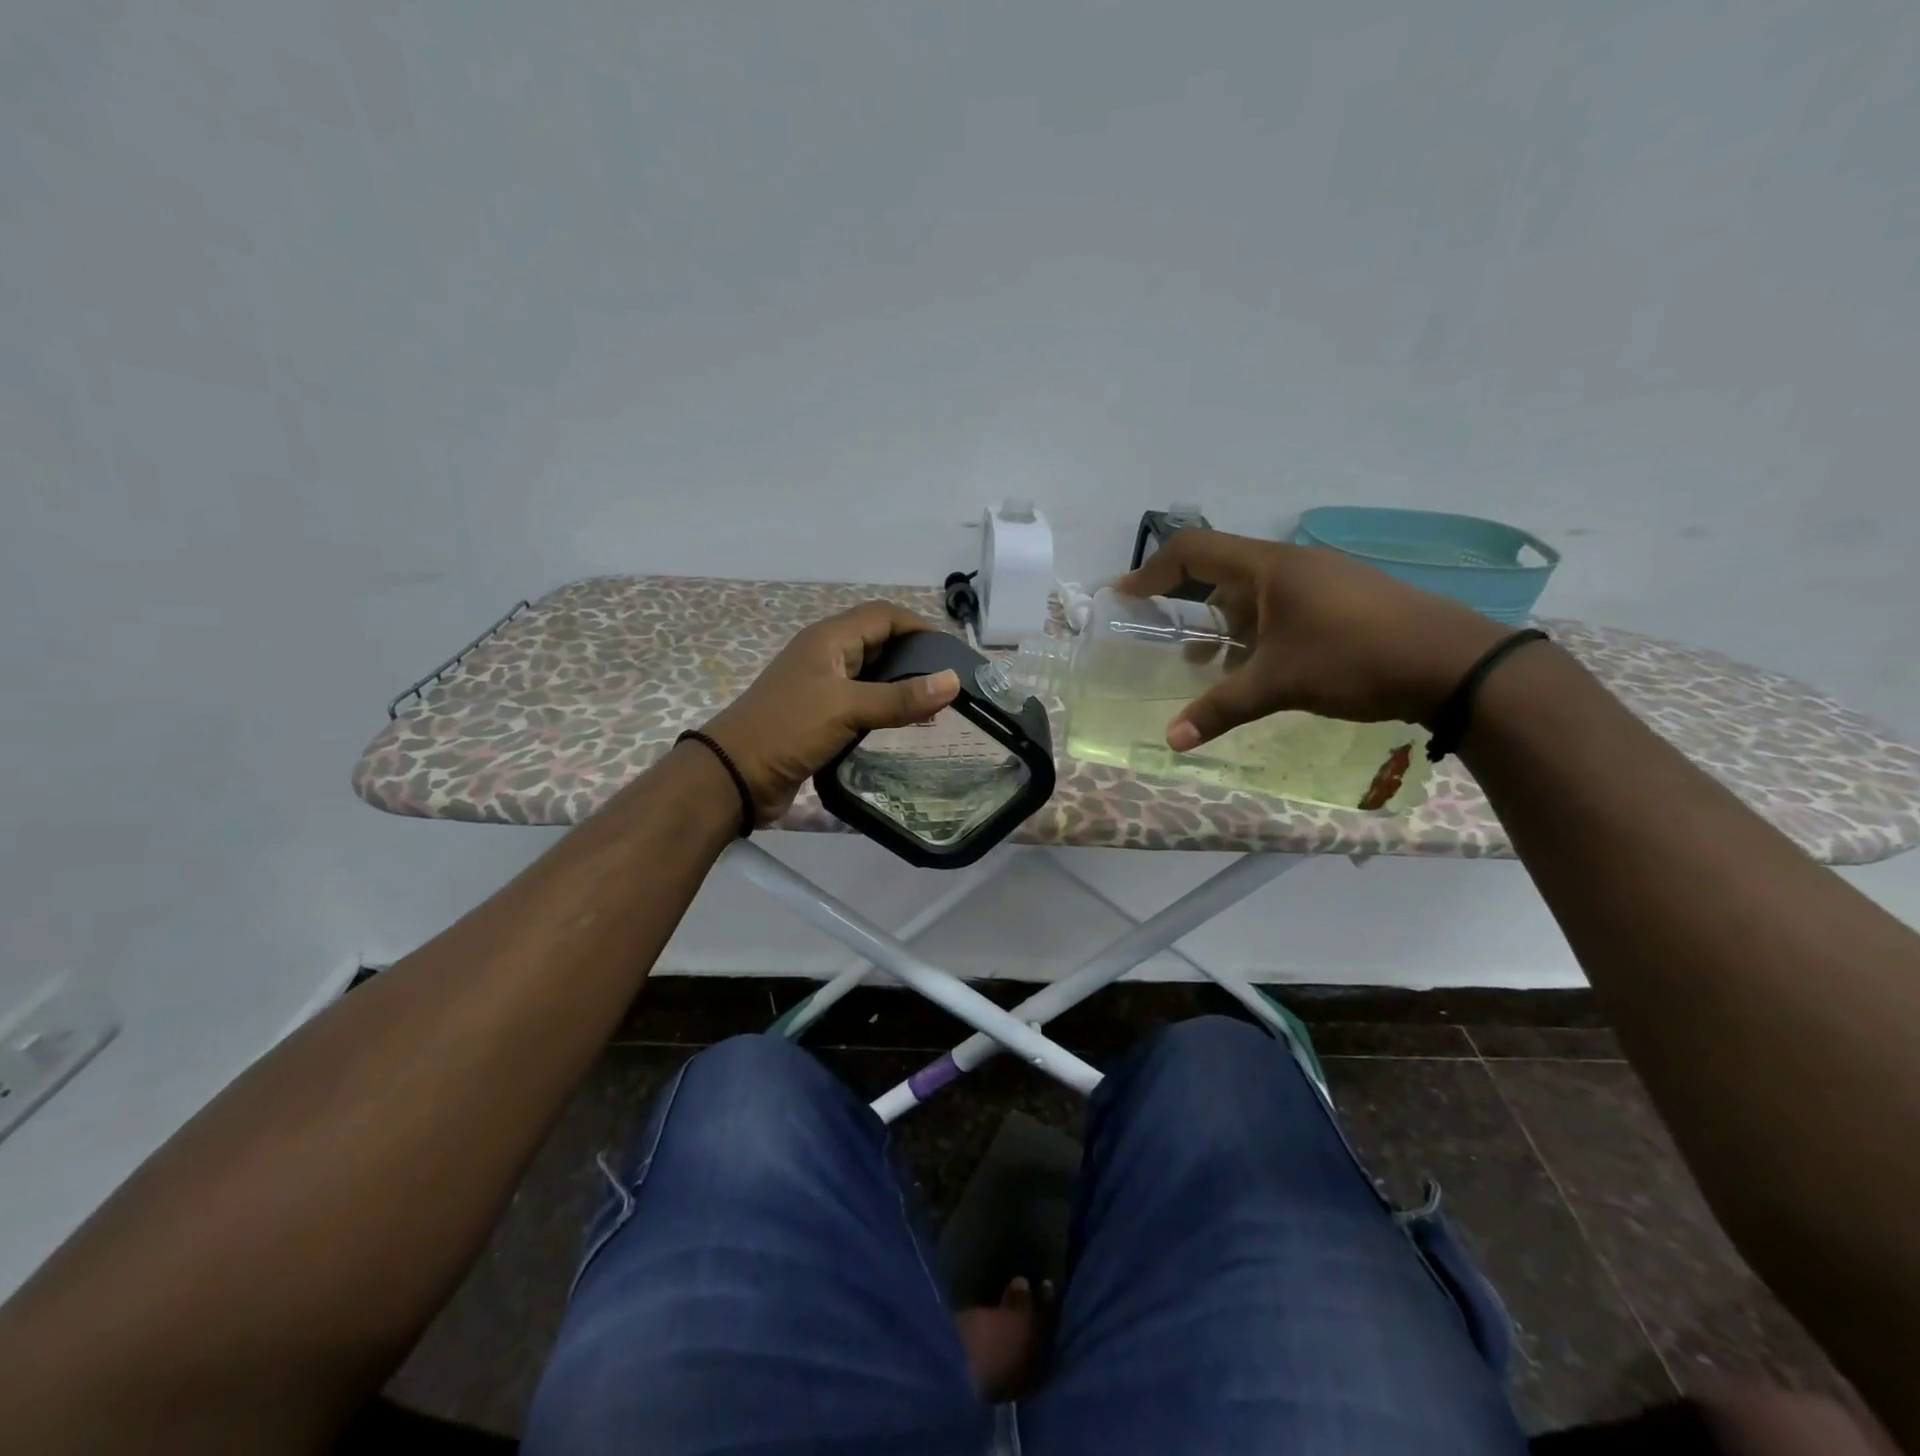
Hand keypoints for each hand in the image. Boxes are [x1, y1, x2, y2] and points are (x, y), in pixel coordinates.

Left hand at [702, 600, 960, 823]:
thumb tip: (953, 681)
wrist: (735, 775)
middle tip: (949, 682)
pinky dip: (885, 710)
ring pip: (871, 676)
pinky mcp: (819, 717)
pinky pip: (861, 704)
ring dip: (901, 686)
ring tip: (936, 706)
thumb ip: (901, 697)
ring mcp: (821, 688)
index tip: (952, 652)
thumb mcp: (847, 708)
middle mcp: (826, 656)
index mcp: (829, 639)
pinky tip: (906, 726)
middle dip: (914, 657)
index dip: (919, 626)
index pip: (883, 615)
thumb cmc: (789, 729)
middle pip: (879, 643)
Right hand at [1114, 530, 1509, 748]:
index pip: (1193, 550)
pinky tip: (1257, 665)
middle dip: (1185, 601)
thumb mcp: (1279, 684)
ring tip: (1205, 663)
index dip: (1152, 571)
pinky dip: (1255, 629)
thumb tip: (1171, 740)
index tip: (1125, 596)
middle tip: (1161, 632)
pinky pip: (1281, 604)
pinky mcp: (1344, 599)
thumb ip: (1220, 708)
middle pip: (1221, 569)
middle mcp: (1293, 564)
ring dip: (1222, 621)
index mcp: (1270, 567)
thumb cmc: (1355, 659)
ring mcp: (1323, 580)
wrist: (1455, 664)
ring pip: (1253, 591)